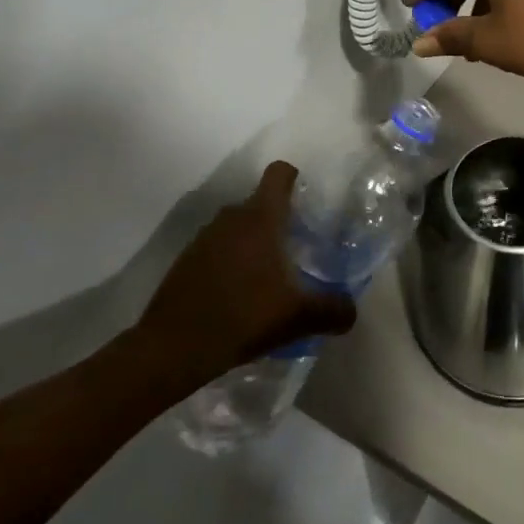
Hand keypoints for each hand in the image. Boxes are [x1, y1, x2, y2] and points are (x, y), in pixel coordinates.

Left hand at [135, 162, 354, 380]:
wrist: (172, 348)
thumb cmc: (243, 318)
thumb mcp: (298, 318)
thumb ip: (333, 310)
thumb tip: (351, 311)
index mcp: (260, 218)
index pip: (278, 174)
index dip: (294, 178)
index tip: (306, 199)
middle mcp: (231, 218)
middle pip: (260, 202)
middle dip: (278, 219)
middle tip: (296, 248)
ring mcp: (204, 238)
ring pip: (237, 226)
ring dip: (252, 241)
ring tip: (267, 275)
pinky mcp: (186, 260)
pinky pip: (217, 248)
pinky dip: (230, 261)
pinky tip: (238, 294)